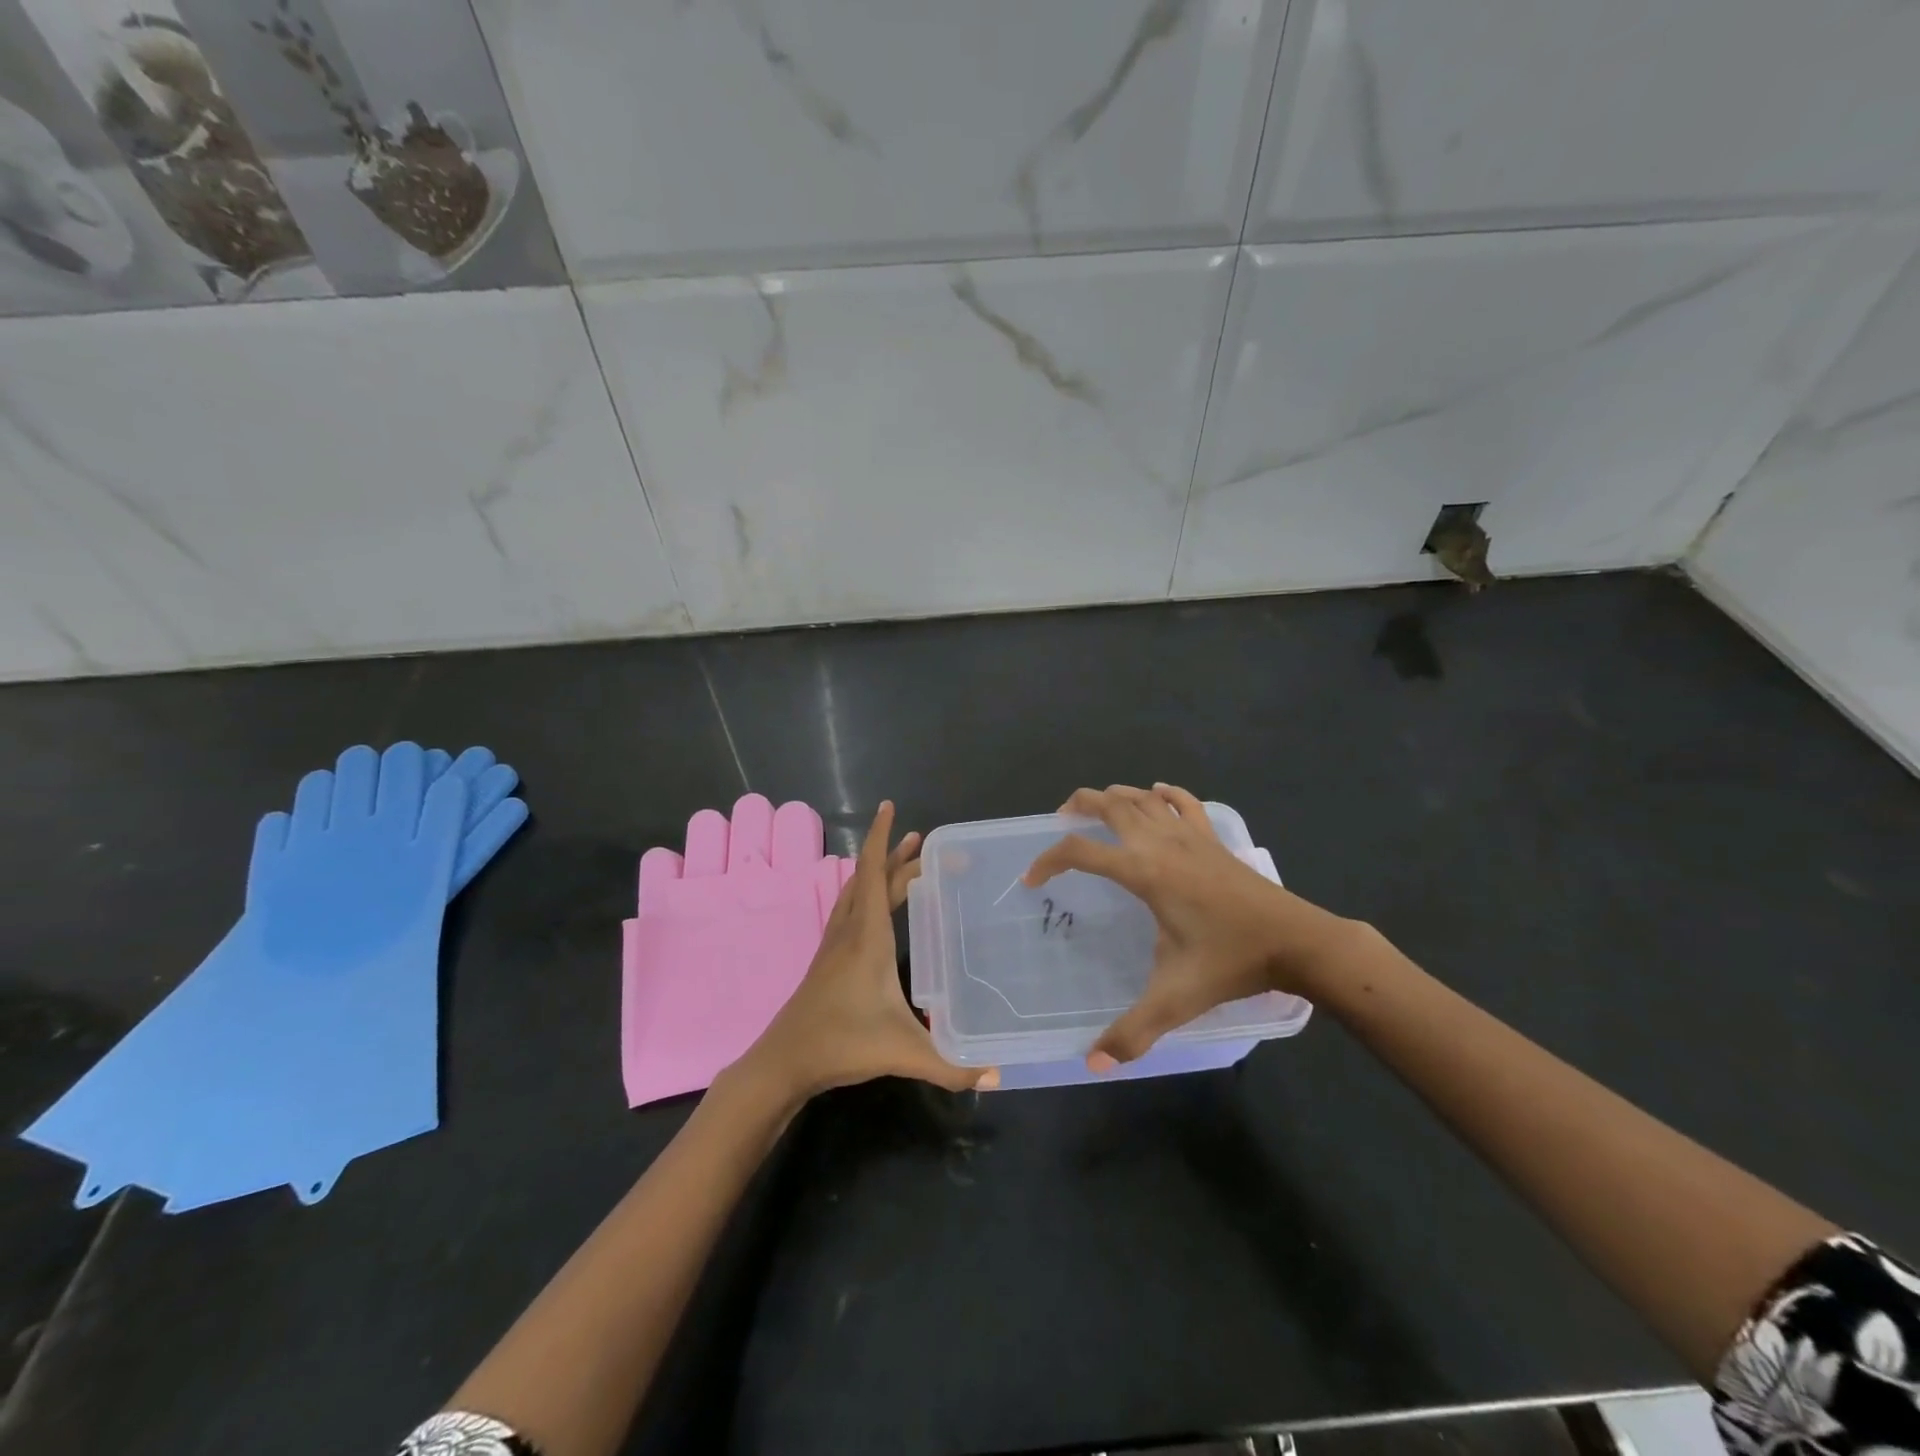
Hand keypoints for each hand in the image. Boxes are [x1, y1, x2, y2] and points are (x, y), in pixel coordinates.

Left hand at [739, 802, 997, 1100]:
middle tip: (924, 843)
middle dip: (896, 856)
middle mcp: (849, 930)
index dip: (882, 839)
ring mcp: (834, 944)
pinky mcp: (828, 960)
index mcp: (867, 936)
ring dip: (877, 872)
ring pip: (856, 892)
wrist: (784, 1061)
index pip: (874, 873)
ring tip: (903, 863)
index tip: (890, 808)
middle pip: (871, 879)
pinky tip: (876, 909)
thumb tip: (998, 1076)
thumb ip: (951, 1065)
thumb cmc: (842, 1044)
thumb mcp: (901, 1052)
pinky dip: (866, 893)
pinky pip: (849, 909)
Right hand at [1023, 783, 1354, 1069]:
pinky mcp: (1214, 839)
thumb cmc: (1231, 963)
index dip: (1048, 860)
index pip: (1081, 851)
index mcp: (1144, 872)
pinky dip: (1166, 793)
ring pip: (1143, 798)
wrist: (1296, 941)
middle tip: (1060, 819)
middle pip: (1110, 804)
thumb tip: (1093, 1063)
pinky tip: (1158, 793)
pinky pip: (1184, 802)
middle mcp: (1161, 843)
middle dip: (1079, 805)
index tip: (1032, 879)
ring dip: (1115, 795)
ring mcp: (1190, 836)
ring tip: (1098, 807)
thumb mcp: (1176, 998)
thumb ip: (1133, 1031)